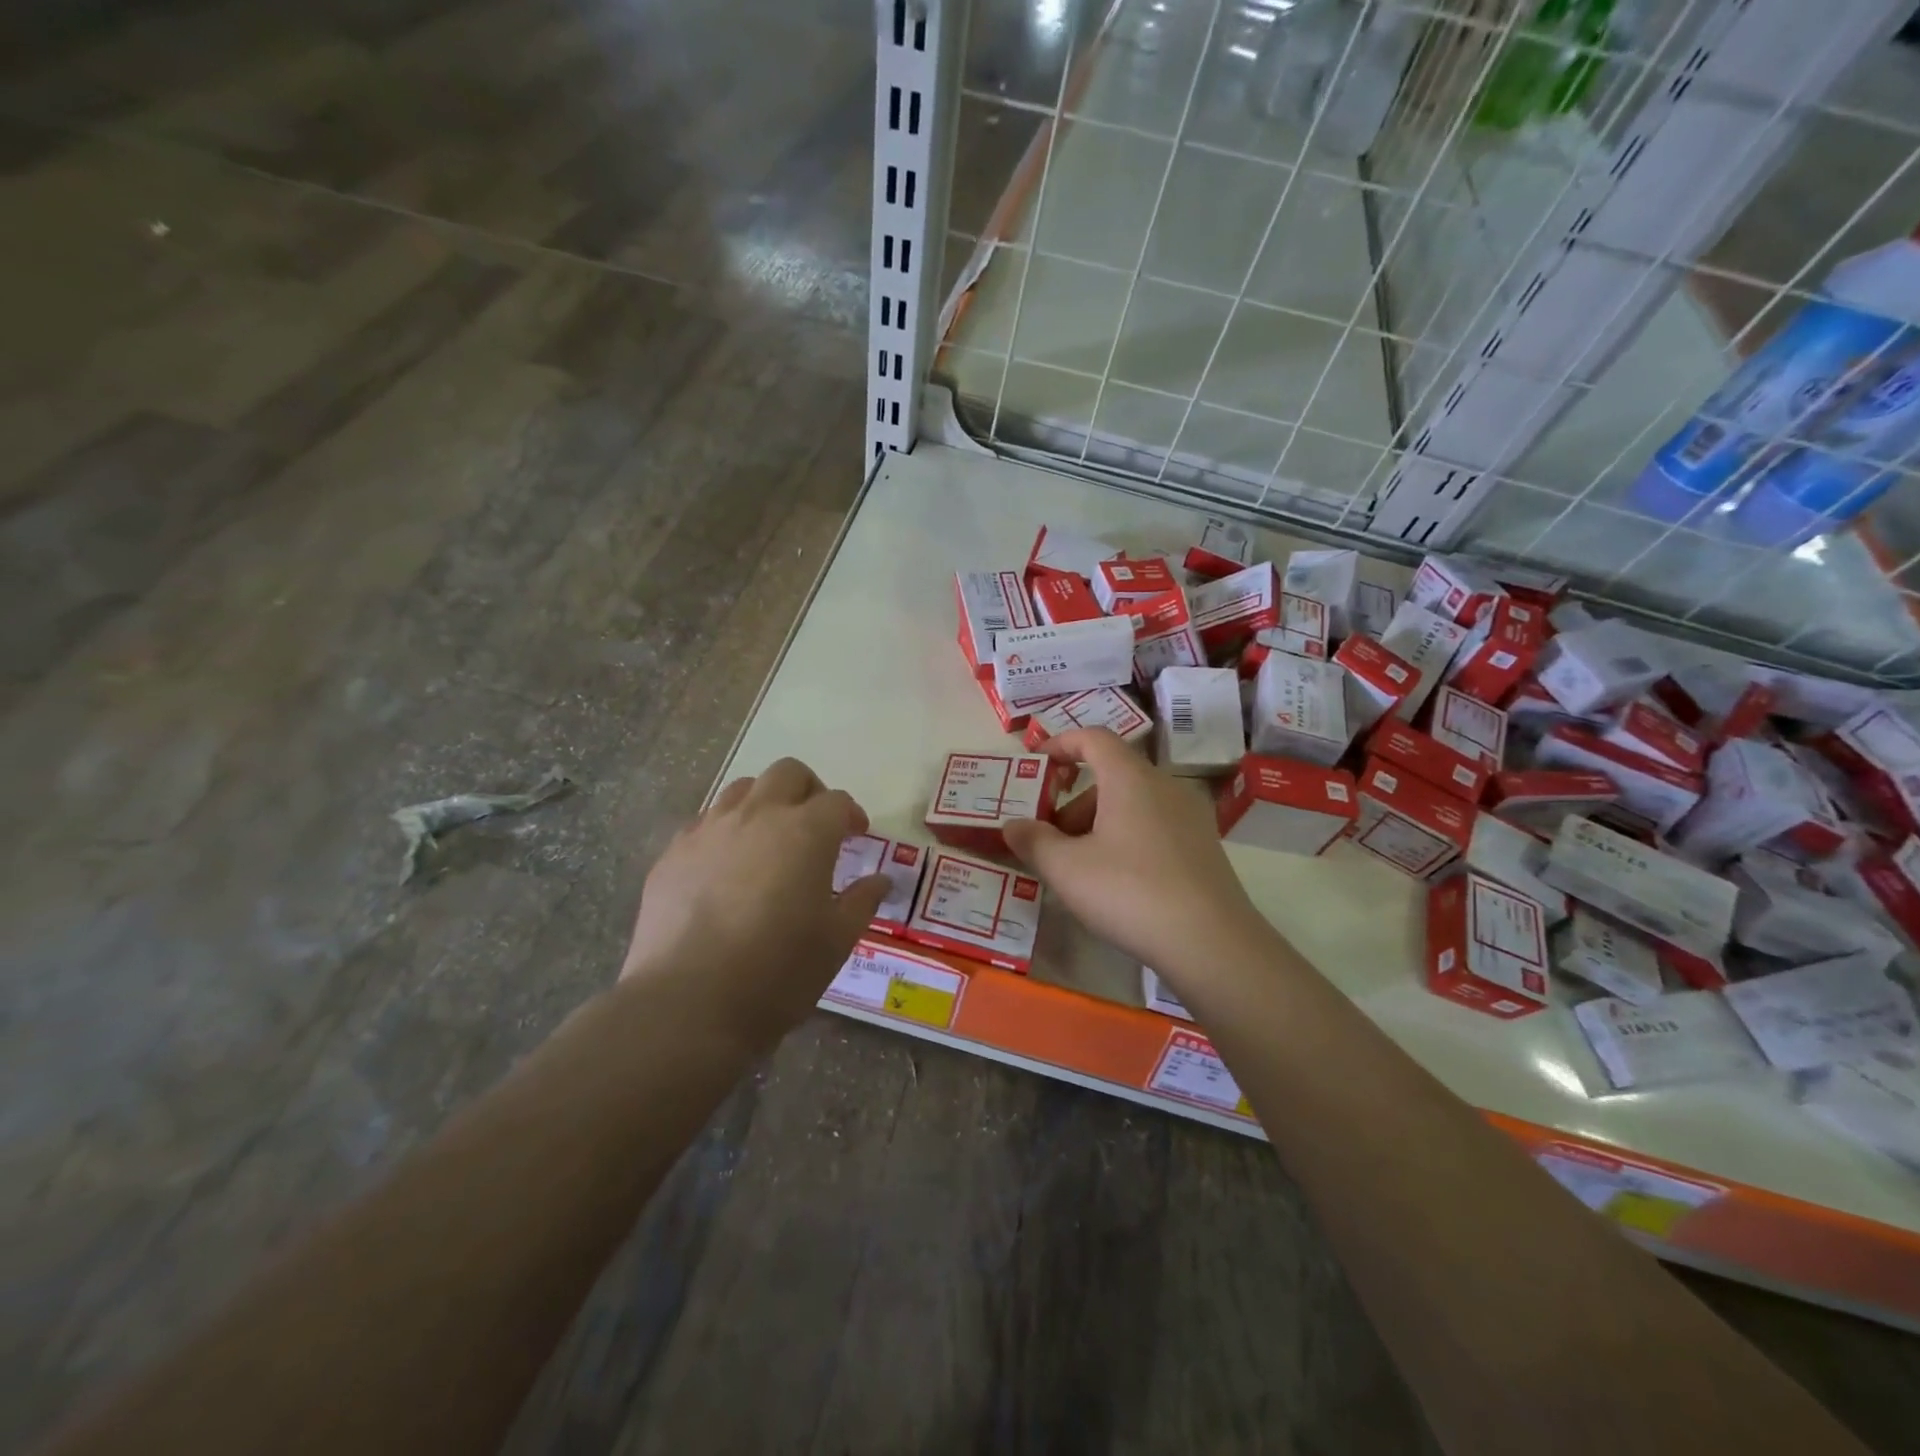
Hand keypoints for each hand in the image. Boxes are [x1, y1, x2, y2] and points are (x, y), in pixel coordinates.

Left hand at [621, 759, 890, 1053]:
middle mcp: (757, 816)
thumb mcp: (836, 941)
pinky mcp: (673, 853)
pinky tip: (725, 869)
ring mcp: (709, 830)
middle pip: (787, 774)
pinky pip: (705, 822)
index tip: (857, 835)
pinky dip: (725, 831)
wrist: (688, 1003)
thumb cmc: (777, 972)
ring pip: (741, 789)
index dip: (851, 814)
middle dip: (809, 790)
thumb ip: (861, 901)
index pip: (836, 801)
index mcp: (805, 832)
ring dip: (764, 803)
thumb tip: (880, 880)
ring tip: (768, 841)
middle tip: (815, 826)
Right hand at [1002, 729, 1267, 980]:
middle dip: (1073, 802)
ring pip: (1132, 803)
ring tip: (1078, 867)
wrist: (1211, 943)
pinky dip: (1126, 837)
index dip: (1061, 744)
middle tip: (1050, 839)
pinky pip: (1153, 825)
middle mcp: (1164, 786)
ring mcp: (1189, 816)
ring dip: (1098, 823)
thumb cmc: (1129, 892)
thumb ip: (1033, 841)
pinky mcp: (1203, 846)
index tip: (1037, 763)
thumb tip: (1012, 825)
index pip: (1094, 738)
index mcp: (1131, 778)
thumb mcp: (1066, 868)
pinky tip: (1116, 881)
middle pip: (1111, 776)